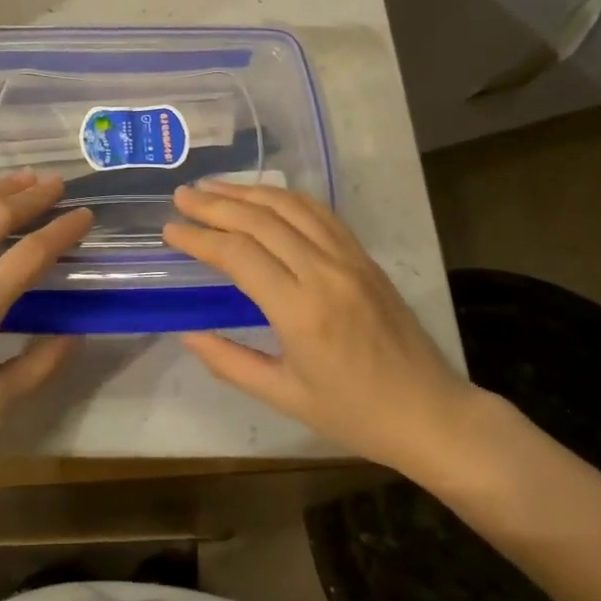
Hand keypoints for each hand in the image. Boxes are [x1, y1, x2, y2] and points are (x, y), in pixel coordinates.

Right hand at [162, 181, 484, 478]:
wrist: (431, 412)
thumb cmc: (354, 414)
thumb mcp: (284, 396)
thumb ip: (230, 362)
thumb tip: (187, 334)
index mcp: (301, 312)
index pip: (239, 254)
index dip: (200, 238)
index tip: (170, 229)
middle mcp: (325, 272)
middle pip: (261, 220)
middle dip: (215, 204)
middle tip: (181, 196)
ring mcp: (349, 259)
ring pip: (291, 207)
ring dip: (248, 192)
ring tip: (212, 186)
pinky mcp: (364, 256)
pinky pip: (320, 213)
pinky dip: (285, 198)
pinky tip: (263, 196)